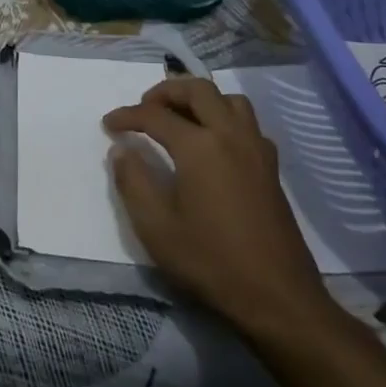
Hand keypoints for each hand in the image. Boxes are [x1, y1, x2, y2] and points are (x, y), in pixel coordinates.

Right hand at [107, 77, 333, 346]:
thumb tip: (121, 150)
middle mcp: (231, 135)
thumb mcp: (155, 226)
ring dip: (200, 99)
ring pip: (229, 99)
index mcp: (200, 146)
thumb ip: (132, 181)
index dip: (127, 115)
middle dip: (166, 91)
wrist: (276, 296)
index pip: (155, 115)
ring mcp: (256, 149)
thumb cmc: (210, 260)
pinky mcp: (271, 167)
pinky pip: (247, 122)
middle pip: (198, 89)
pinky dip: (224, 117)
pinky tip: (212, 144)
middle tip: (144, 109)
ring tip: (179, 118)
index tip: (108, 124)